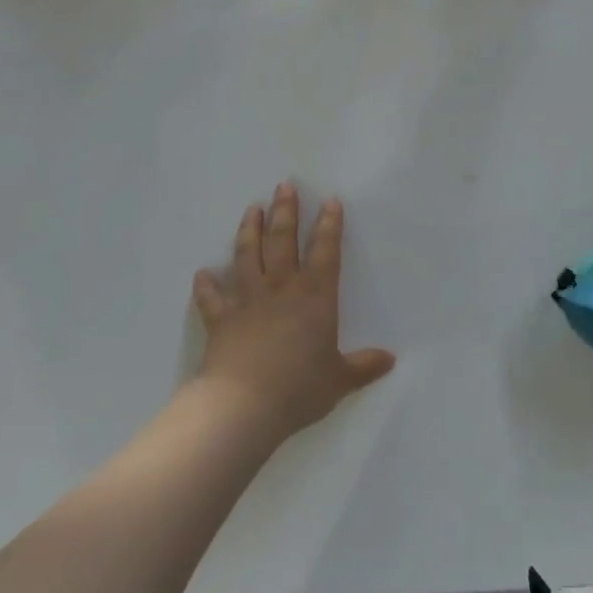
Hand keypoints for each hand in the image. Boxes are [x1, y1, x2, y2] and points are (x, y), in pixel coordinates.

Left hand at [192, 182, 394, 441]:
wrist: (242, 407)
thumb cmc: (298, 388)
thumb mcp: (339, 380)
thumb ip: (363, 366)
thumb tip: (390, 360)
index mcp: (315, 295)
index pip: (326, 249)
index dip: (329, 224)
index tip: (330, 200)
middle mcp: (281, 287)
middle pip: (283, 239)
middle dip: (285, 210)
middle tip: (283, 186)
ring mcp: (247, 300)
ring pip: (248, 254)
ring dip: (250, 230)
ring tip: (252, 209)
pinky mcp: (220, 319)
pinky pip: (211, 297)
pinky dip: (205, 285)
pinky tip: (202, 273)